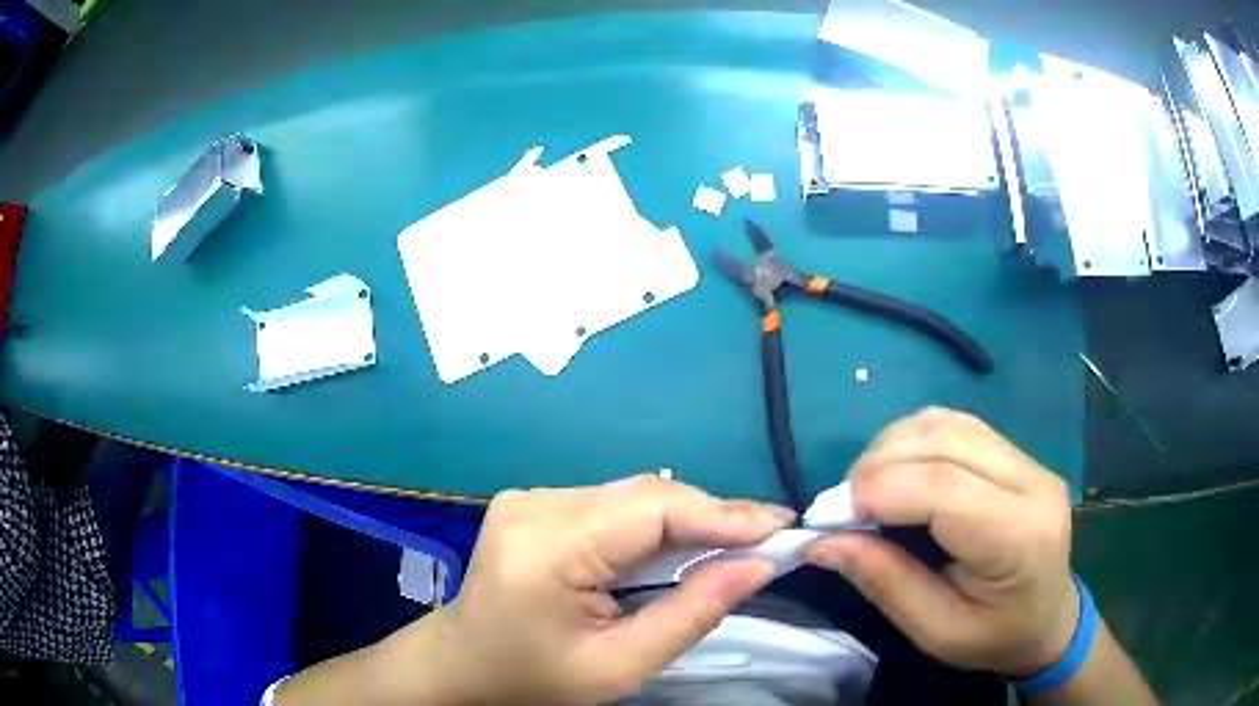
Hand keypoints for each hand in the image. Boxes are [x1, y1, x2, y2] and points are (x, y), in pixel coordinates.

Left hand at [430, 475, 793, 703]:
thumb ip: (692, 614)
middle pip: (644, 495)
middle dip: (711, 516)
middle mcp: (535, 504)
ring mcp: (529, 498)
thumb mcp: (619, 666)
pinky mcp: (532, 503)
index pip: (652, 509)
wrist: (462, 666)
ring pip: (631, 497)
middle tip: (768, 537)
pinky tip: (679, 546)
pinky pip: (610, 505)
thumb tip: (758, 567)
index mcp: (546, 547)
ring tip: (736, 542)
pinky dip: (652, 525)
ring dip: (685, 520)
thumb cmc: (534, 681)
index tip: (781, 526)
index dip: (722, 514)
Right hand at [803, 407, 1076, 675]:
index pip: (943, 489)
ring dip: (892, 447)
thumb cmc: (994, 637)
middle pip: (943, 442)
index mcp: (1019, 538)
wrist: (1049, 619)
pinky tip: (896, 471)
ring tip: (863, 490)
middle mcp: (1031, 483)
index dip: (877, 491)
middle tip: (837, 507)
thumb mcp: (936, 632)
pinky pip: (956, 425)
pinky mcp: (1017, 454)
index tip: (826, 517)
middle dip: (876, 465)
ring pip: (947, 424)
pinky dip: (913, 440)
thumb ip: (884, 583)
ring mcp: (1028, 460)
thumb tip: (820, 543)